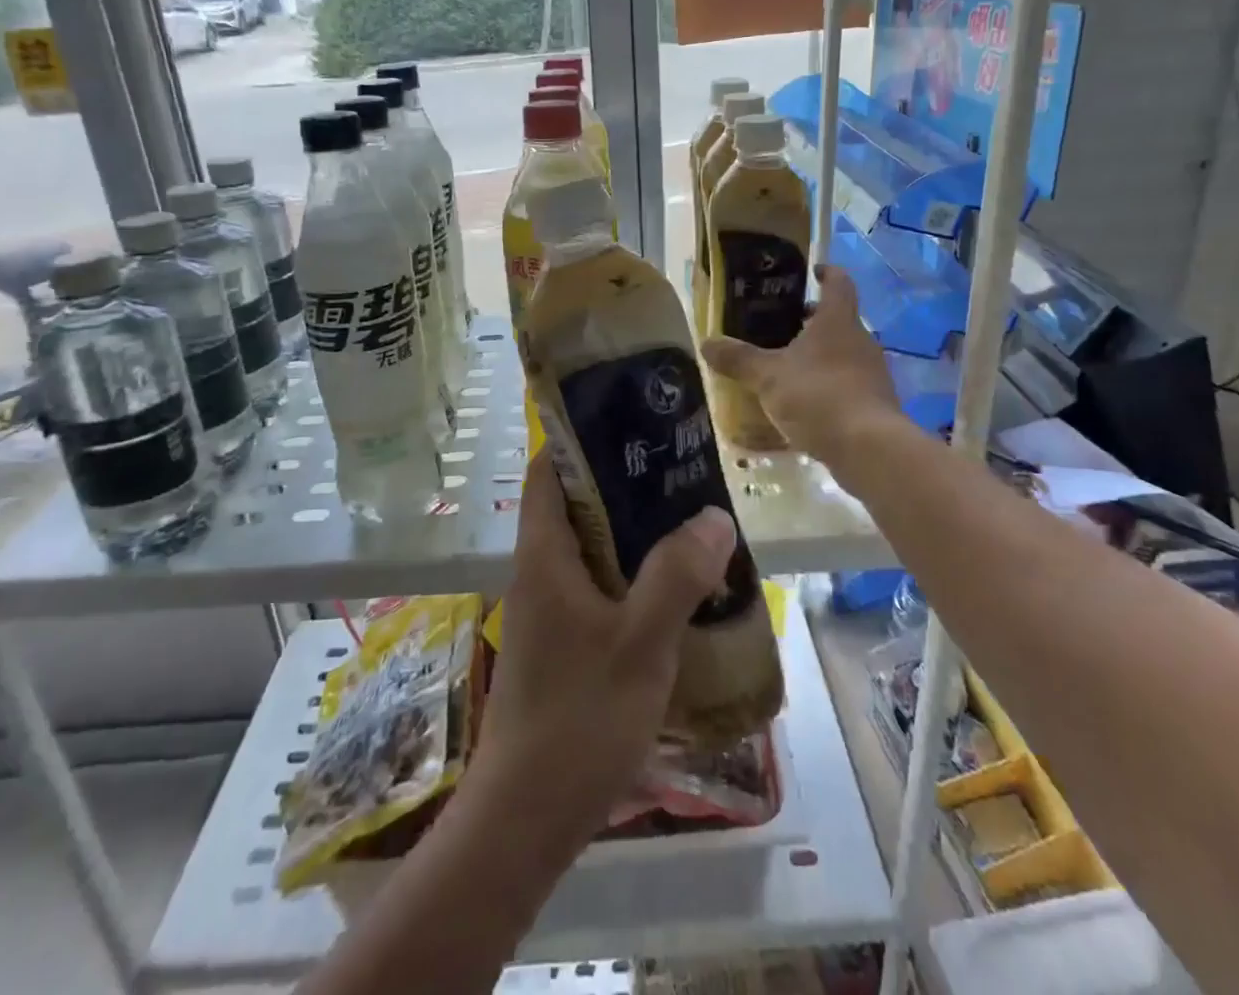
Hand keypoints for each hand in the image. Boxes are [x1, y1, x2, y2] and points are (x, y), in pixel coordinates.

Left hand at [468, 454, 736, 858]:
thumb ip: (677, 577)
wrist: (526, 819)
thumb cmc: (578, 720)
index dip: (582, 437)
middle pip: (576, 502)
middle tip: (681, 467)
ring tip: (689, 516)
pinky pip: (598, 584)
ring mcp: (550, 609)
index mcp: (544, 554)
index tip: (634, 420)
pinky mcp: (563, 641)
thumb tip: (713, 516)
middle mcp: (540, 571)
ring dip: (634, 529)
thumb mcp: (638, 644)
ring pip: (591, 545)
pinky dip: (632, 571)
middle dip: (624, 480)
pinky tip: (676, 585)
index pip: (549, 469)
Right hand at [701, 264, 901, 462]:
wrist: (869, 449)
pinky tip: (803, 404)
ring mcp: (872, 373)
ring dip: (818, 355)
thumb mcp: (767, 377)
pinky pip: (847, 384)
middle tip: (780, 325)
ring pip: (842, 353)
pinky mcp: (875, 403)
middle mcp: (860, 340)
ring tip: (786, 367)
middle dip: (811, 320)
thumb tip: (706, 343)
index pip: (838, 283)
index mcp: (837, 321)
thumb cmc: (818, 396)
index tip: (812, 271)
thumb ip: (738, 359)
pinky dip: (826, 385)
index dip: (826, 272)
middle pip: (838, 319)